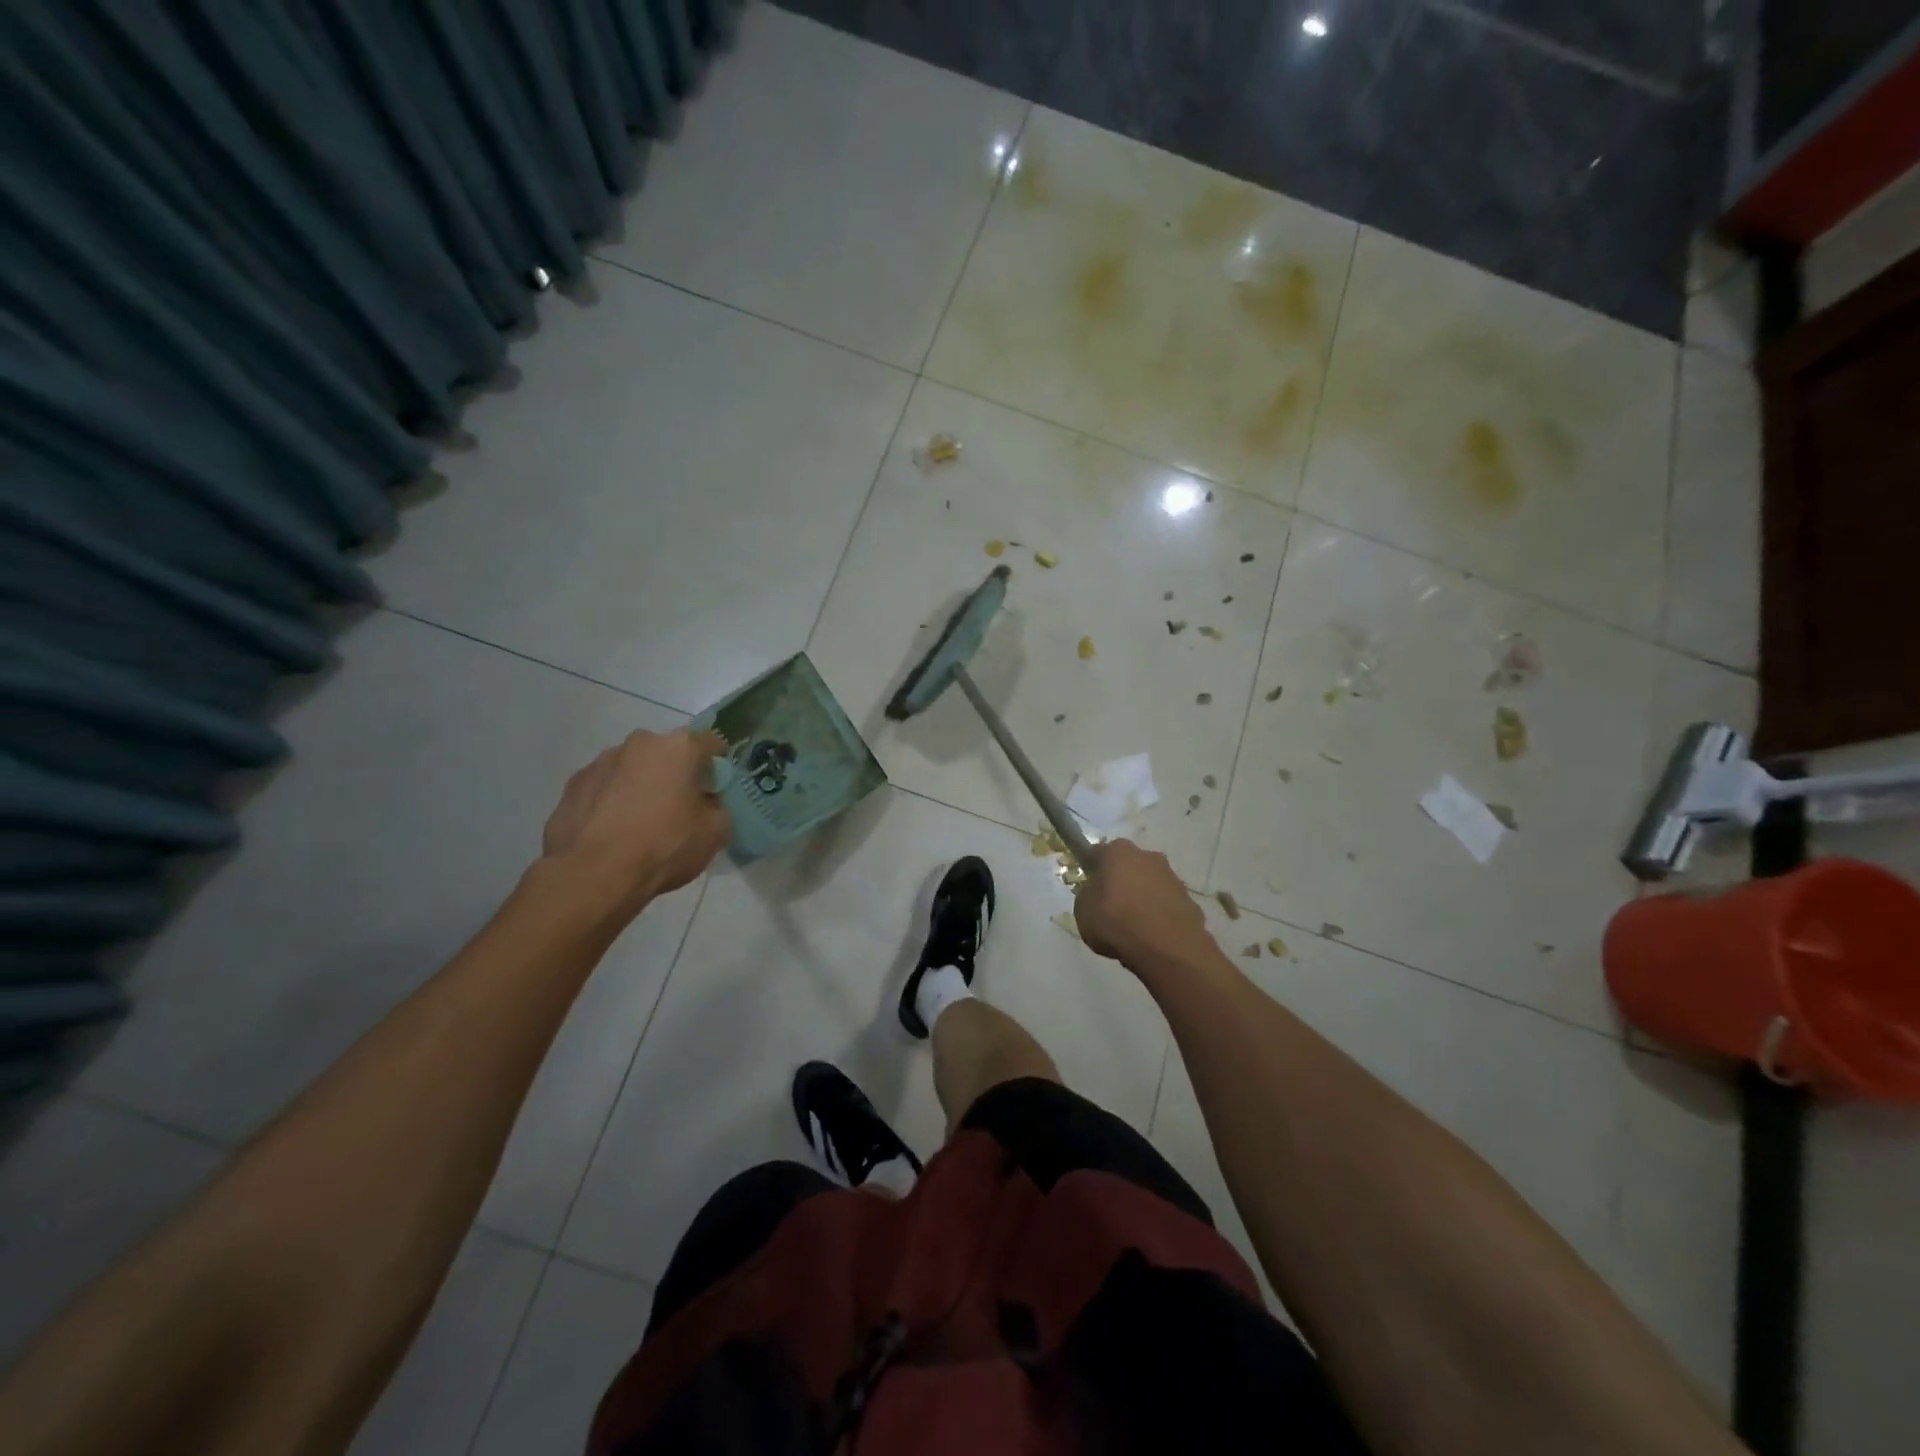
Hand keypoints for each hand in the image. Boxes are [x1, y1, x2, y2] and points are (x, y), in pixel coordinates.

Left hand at [542, 729, 730, 909]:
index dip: (716, 766)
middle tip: (677, 809)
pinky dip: (610, 801)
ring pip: (632, 769)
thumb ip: (717, 807)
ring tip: (639, 824)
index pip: (711, 743)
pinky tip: (612, 832)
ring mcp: (600, 761)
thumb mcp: (716, 832)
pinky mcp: (573, 785)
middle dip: (674, 774)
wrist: (594, 875)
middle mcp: (639, 743)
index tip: (714, 790)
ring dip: (640, 785)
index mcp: (679, 747)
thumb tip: (706, 803)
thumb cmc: (664, 846)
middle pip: (667, 753)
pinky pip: (603, 787)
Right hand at [1074, 839, 1209, 967]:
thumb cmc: (1116, 921)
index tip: (1088, 887)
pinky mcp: (1190, 900)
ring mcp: (1172, 877)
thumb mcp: (1082, 911)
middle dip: (1120, 881)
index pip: (1098, 853)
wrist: (1166, 947)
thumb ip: (1087, 896)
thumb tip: (1096, 894)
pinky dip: (1159, 915)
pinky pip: (1166, 904)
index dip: (1091, 869)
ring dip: (1142, 897)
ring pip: (1150, 884)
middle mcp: (1147, 856)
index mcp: (1117, 851)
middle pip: (1128, 866)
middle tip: (1110, 906)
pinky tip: (1152, 936)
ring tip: (1133, 926)